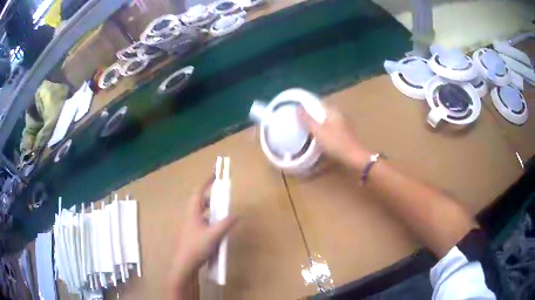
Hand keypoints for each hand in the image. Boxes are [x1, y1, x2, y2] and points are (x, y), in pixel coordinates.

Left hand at [170, 178, 235, 293]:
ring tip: (221, 209)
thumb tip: (237, 214)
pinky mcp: (192, 234)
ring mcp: (190, 226)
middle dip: (211, 195)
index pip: (199, 192)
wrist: (185, 263)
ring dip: (211, 207)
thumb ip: (226, 224)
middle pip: (200, 201)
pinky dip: (210, 218)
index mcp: (193, 213)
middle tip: (222, 194)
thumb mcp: (214, 235)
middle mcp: (190, 216)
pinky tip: (217, 226)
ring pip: (201, 211)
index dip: (207, 182)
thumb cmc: (197, 247)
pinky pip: (202, 221)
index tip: (215, 173)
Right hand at [298, 105, 370, 169]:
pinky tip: (321, 137)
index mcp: (333, 111)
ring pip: (329, 120)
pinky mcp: (347, 133)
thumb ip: (307, 119)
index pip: (319, 103)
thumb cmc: (335, 143)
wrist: (355, 157)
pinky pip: (333, 127)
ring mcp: (345, 124)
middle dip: (314, 114)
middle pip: (324, 111)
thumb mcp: (318, 131)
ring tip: (309, 129)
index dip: (309, 105)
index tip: (300, 110)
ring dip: (320, 123)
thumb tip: (298, 107)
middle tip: (303, 120)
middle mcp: (340, 114)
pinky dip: (326, 130)